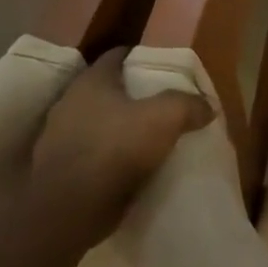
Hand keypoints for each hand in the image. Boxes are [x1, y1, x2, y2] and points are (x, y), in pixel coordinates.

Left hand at [27, 48, 213, 245]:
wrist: (69, 210)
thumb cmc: (115, 148)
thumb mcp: (166, 116)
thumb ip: (188, 104)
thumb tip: (207, 107)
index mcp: (91, 82)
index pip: (117, 56)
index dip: (141, 57)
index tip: (163, 68)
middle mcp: (70, 104)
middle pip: (108, 90)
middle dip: (133, 95)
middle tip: (163, 103)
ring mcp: (60, 138)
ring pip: (99, 122)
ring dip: (121, 128)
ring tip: (150, 137)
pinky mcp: (60, 170)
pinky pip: (93, 153)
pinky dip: (111, 156)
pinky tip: (132, 166)